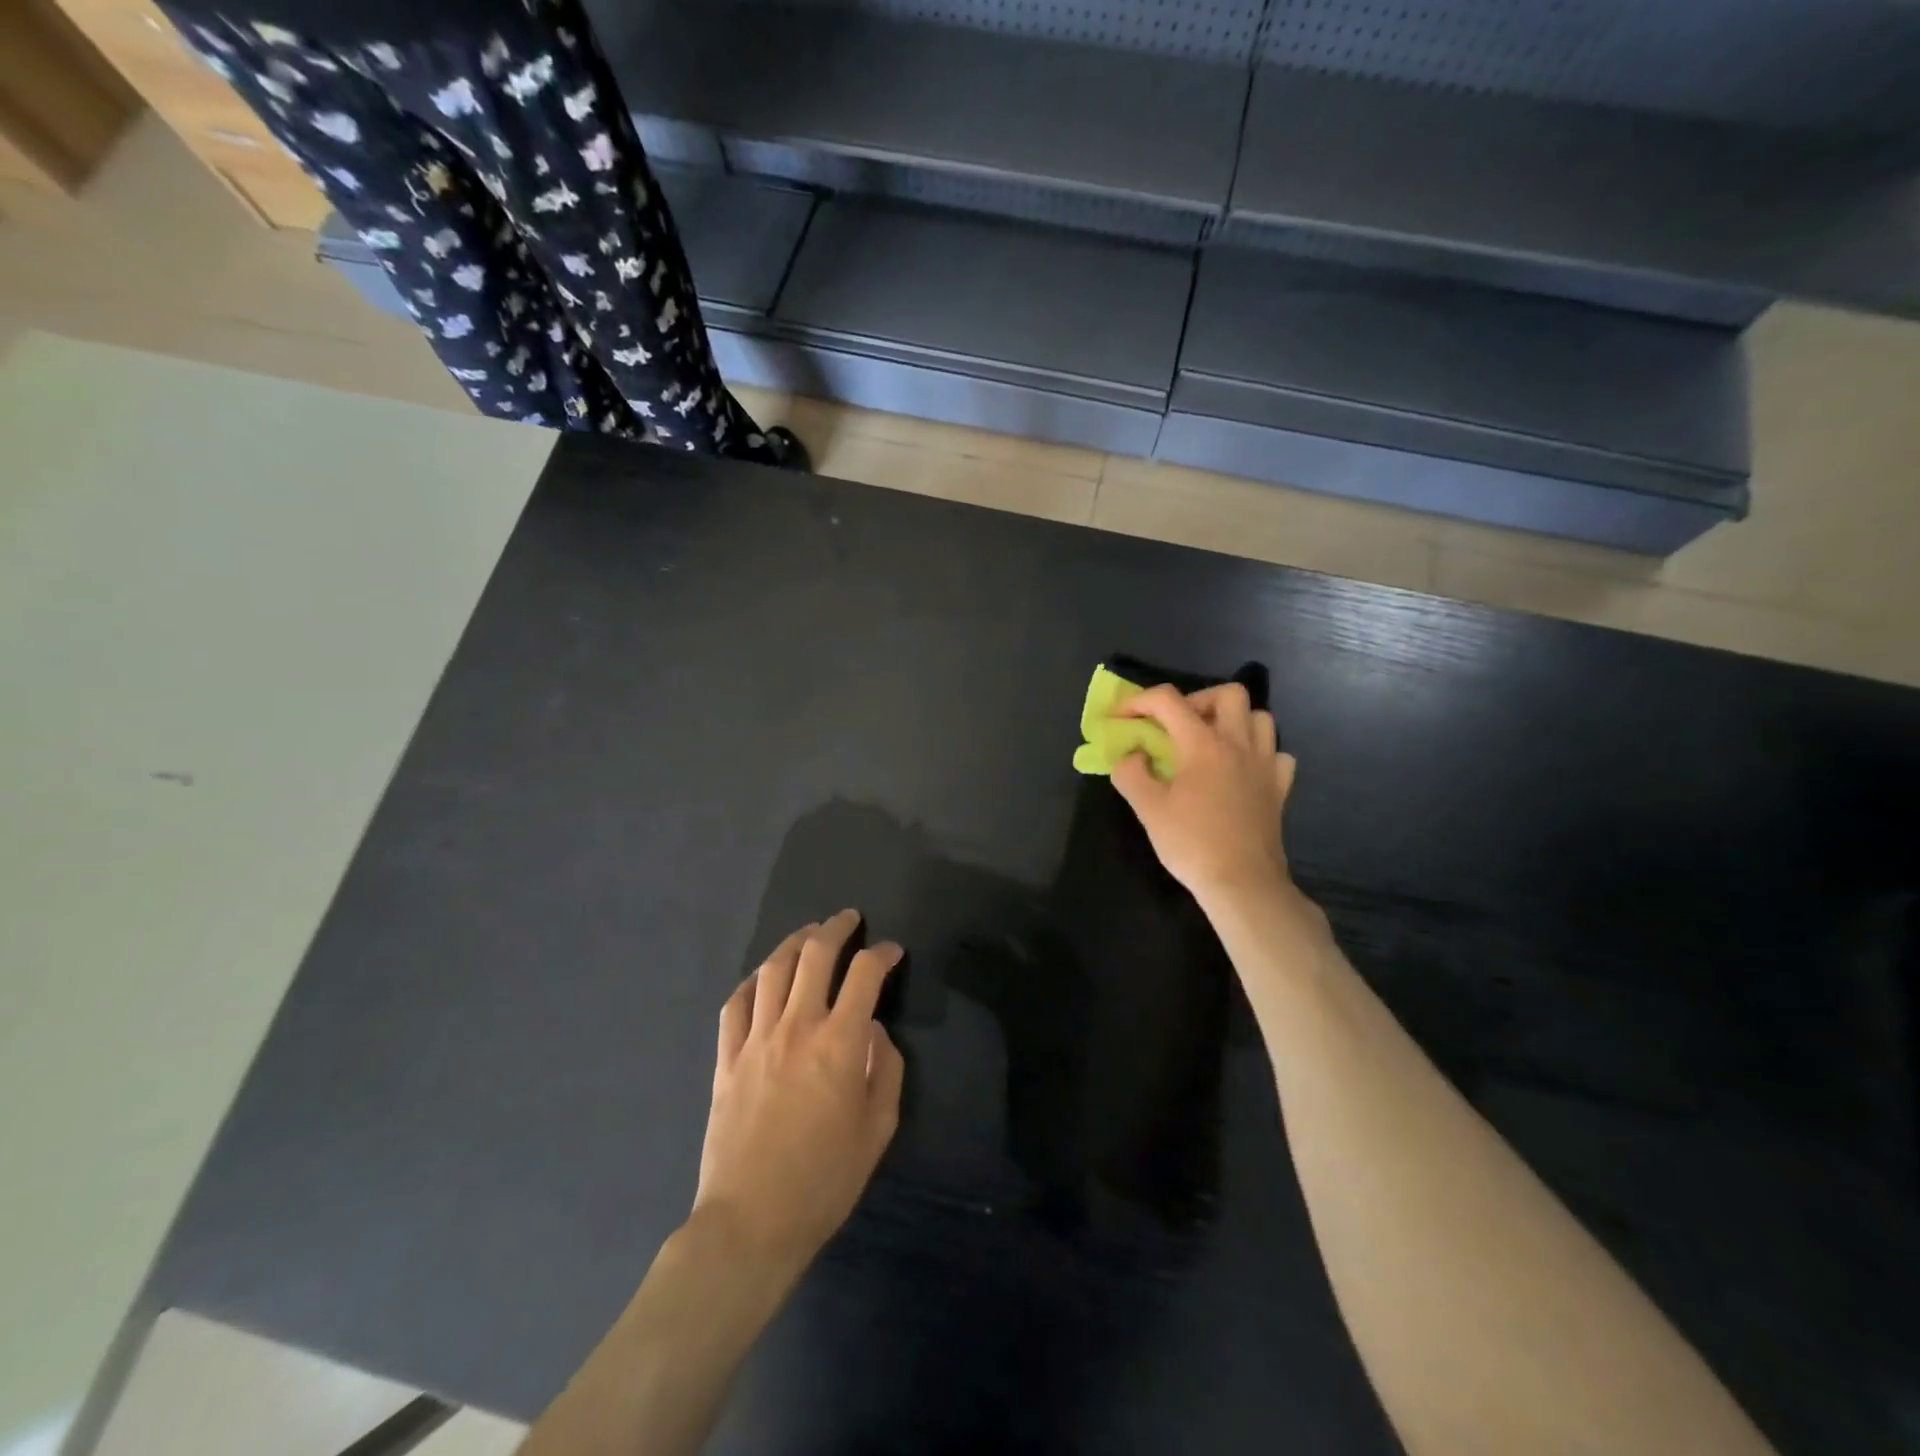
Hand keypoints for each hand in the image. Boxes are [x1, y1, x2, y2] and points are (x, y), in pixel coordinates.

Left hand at [692, 910, 904, 1277]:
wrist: (751, 1223)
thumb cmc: (825, 1180)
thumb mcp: (878, 1129)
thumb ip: (886, 1069)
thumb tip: (875, 1030)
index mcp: (840, 1043)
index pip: (864, 974)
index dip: (882, 953)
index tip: (892, 951)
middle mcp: (797, 1027)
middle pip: (815, 955)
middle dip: (836, 928)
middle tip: (848, 918)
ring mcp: (755, 1039)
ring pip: (773, 969)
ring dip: (794, 942)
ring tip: (808, 933)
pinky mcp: (726, 1058)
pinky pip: (735, 1003)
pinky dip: (752, 981)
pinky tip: (763, 977)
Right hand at [1110, 683, 1298, 903]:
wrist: (1242, 883)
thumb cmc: (1192, 843)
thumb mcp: (1148, 809)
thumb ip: (1130, 774)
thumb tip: (1131, 756)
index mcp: (1203, 744)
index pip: (1168, 700)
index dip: (1137, 701)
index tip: (1120, 718)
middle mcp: (1238, 744)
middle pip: (1229, 694)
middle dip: (1198, 700)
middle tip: (1178, 726)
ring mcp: (1265, 764)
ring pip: (1259, 718)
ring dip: (1233, 721)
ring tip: (1211, 743)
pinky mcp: (1280, 787)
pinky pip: (1276, 753)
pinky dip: (1258, 752)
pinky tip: (1241, 770)